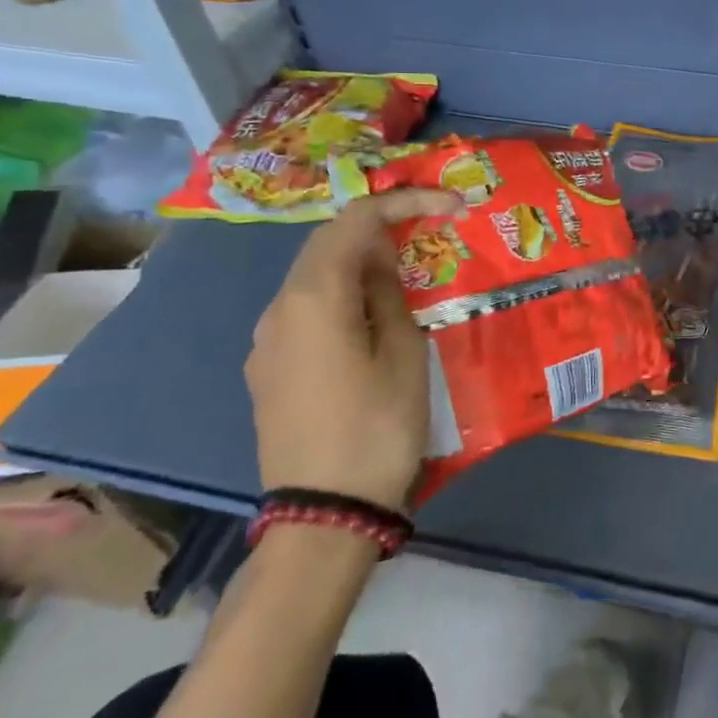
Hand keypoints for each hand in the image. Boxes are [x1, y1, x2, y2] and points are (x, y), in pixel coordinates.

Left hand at [245, 189, 462, 510]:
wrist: (322, 516)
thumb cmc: (377, 427)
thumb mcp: (403, 353)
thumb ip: (388, 293)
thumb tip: (378, 260)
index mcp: (313, 297)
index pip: (355, 221)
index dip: (404, 201)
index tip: (451, 206)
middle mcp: (278, 309)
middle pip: (327, 243)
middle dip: (379, 226)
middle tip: (429, 229)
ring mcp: (267, 342)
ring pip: (314, 277)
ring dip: (359, 261)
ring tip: (407, 272)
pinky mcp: (268, 370)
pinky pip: (306, 311)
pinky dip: (342, 295)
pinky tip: (371, 317)